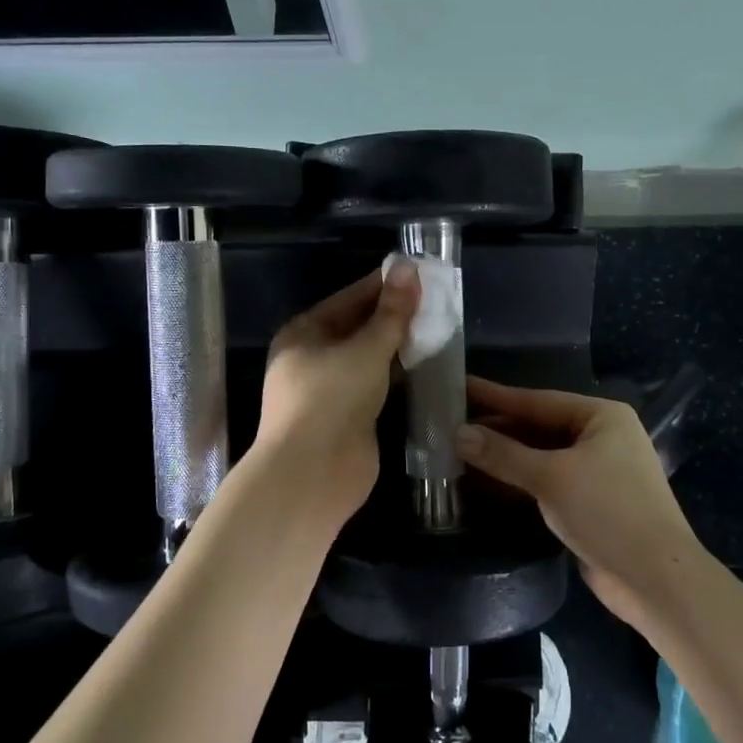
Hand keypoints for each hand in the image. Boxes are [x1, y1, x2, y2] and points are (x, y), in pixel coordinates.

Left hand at [252, 261, 420, 529]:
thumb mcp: (365, 349)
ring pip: (369, 357)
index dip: (383, 285)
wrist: (313, 474)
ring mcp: (331, 389)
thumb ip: (391, 312)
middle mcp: (313, 357)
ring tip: (438, 326)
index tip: (419, 272)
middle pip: (358, 327)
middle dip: (394, 315)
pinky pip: (376, 384)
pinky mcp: (349, 415)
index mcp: (304, 333)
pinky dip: (398, 374)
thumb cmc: (331, 399)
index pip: (349, 298)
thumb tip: (410, 268)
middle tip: (436, 299)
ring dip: (398, 345)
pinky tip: (425, 364)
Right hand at [457, 377, 707, 631]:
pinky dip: (519, 482)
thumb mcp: (551, 477)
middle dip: (497, 430)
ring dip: (504, 458)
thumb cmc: (608, 512)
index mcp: (601, 417)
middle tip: (450, 425)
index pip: (538, 400)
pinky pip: (547, 482)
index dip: (496, 396)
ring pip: (541, 456)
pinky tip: (486, 483)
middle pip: (538, 428)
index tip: (460, 387)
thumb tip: (458, 434)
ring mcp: (597, 471)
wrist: (656, 580)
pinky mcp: (590, 503)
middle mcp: (601, 437)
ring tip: (458, 452)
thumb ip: (503, 454)